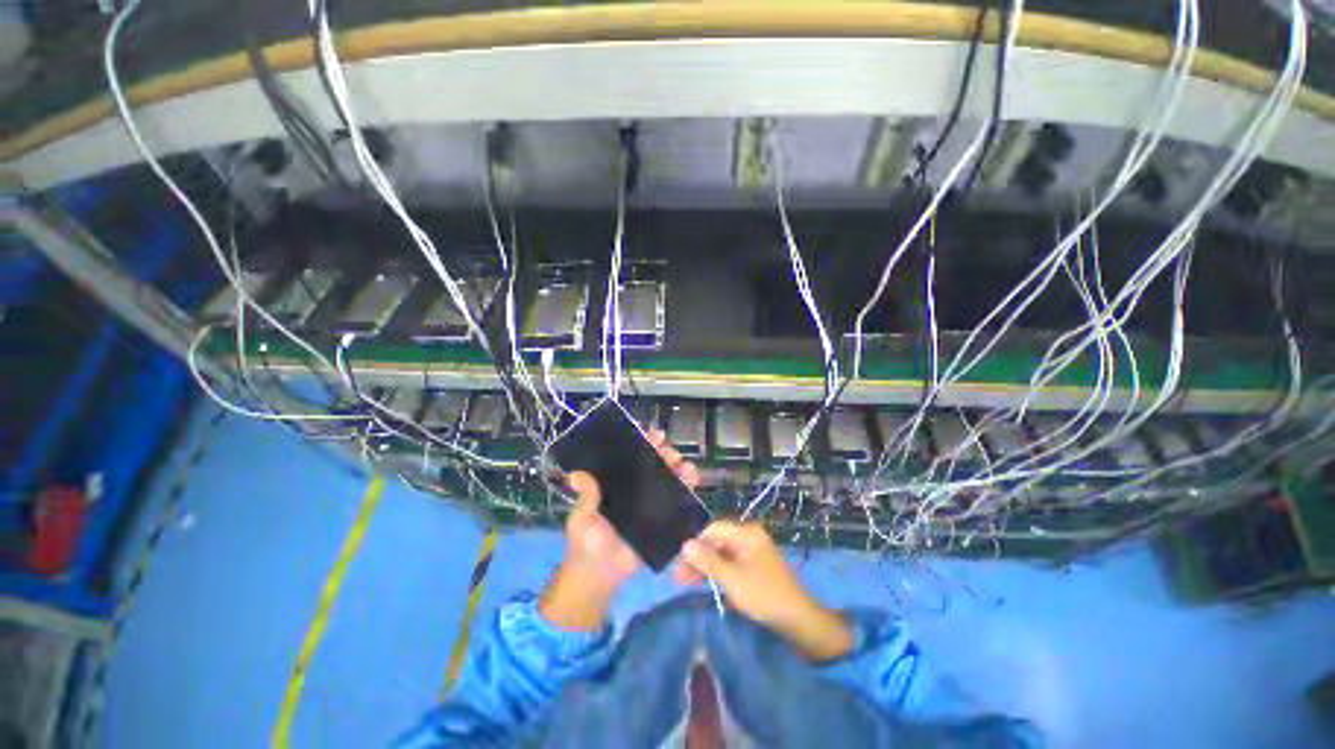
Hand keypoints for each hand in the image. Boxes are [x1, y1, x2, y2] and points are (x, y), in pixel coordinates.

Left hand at [541, 429, 699, 630]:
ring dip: (680, 469)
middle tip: (669, 451)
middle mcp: (637, 488)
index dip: (644, 443)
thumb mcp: (582, 517)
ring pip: (670, 480)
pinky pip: (678, 504)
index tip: (653, 434)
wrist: (599, 575)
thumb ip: (586, 497)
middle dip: (666, 453)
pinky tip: (692, 484)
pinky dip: (687, 492)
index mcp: (618, 482)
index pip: (633, 457)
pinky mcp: (663, 521)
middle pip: (656, 465)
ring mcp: (652, 504)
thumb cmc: (587, 541)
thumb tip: (576, 474)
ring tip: (685, 466)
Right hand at [675, 521, 852, 661]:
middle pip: (716, 541)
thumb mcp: (732, 579)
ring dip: (704, 566)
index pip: (713, 529)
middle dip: (697, 557)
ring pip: (721, 554)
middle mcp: (749, 537)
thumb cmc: (764, 595)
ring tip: (684, 582)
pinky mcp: (754, 566)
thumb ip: (707, 561)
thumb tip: (685, 544)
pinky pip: (730, 563)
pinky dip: (717, 572)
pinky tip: (703, 582)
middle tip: (677, 576)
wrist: (798, 619)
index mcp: (746, 533)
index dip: (695, 543)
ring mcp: (753, 551)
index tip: (679, 561)